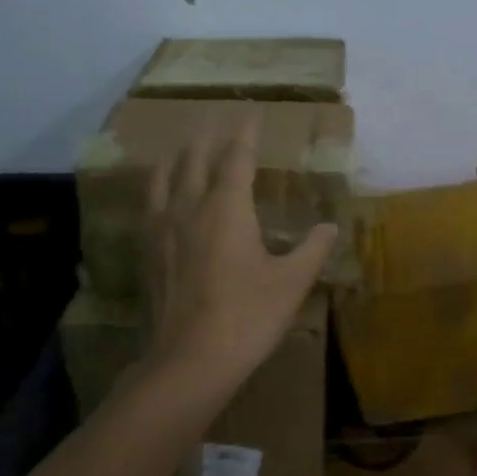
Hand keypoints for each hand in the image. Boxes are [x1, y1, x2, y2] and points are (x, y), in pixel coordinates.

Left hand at [141, 113, 337, 394]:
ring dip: (177, 159)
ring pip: (164, 178)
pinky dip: (158, 189)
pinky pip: (149, 206)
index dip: (245, 133)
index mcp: (227, 207)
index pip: (236, 157)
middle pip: (195, 159)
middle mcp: (190, 207)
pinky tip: (161, 199)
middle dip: (209, 139)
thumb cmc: (247, 316)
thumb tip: (329, 226)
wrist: (188, 362)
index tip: (250, 113)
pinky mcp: (146, 253)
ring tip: (183, 152)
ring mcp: (162, 230)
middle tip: (218, 126)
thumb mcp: (291, 283)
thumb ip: (313, 249)